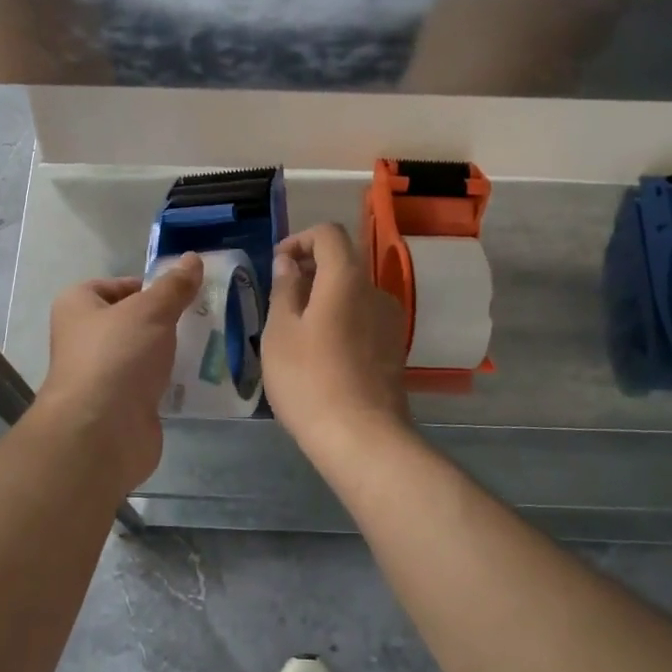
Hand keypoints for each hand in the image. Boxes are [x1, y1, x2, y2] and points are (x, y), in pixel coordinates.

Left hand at [31, 253, 204, 488]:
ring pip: (143, 354)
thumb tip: (192, 258)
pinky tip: (201, 377)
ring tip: (211, 343)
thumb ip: (174, 286)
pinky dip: (172, 381)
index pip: (115, 285)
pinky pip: (151, 384)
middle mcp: (84, 338)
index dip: (147, 286)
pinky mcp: (122, 406)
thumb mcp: (150, 311)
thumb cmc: (117, 356)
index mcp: (78, 306)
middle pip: (132, 320)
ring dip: (171, 351)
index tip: (181, 292)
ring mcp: (103, 375)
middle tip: (203, 316)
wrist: (102, 433)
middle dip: (166, 320)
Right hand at [262, 224, 410, 451]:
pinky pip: (362, 319)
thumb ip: (284, 288)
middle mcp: (376, 291)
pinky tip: (320, 353)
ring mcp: (390, 322)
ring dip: (324, 298)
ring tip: (296, 331)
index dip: (300, 239)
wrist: (361, 438)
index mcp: (347, 278)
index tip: (278, 264)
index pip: (329, 234)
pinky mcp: (393, 349)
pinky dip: (340, 320)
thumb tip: (289, 262)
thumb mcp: (280, 332)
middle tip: (280, 299)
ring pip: (352, 293)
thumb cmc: (309, 379)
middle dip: (309, 270)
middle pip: (343, 263)